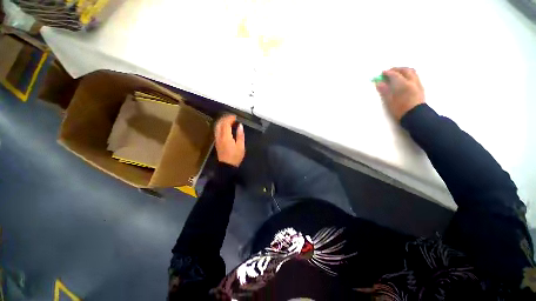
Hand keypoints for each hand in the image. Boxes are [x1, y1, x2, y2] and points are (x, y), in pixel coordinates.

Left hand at [214, 115, 244, 166]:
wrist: (227, 165)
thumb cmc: (235, 156)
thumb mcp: (241, 146)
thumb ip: (240, 135)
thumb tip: (240, 125)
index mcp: (226, 137)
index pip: (226, 123)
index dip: (230, 118)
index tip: (235, 117)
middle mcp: (219, 136)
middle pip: (220, 123)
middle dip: (225, 118)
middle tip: (232, 117)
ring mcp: (217, 138)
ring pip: (217, 126)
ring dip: (222, 121)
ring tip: (229, 120)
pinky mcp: (217, 141)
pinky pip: (217, 130)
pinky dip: (220, 125)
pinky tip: (225, 127)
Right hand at [376, 67, 424, 120]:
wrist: (416, 116)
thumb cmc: (400, 110)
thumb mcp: (389, 101)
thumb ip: (385, 91)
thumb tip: (379, 83)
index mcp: (403, 84)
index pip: (394, 74)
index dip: (387, 73)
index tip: (382, 73)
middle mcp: (411, 81)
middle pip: (405, 70)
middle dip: (397, 69)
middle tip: (389, 71)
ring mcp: (417, 84)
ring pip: (412, 72)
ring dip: (404, 71)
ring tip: (397, 74)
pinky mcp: (420, 87)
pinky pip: (415, 76)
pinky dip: (408, 75)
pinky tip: (404, 80)